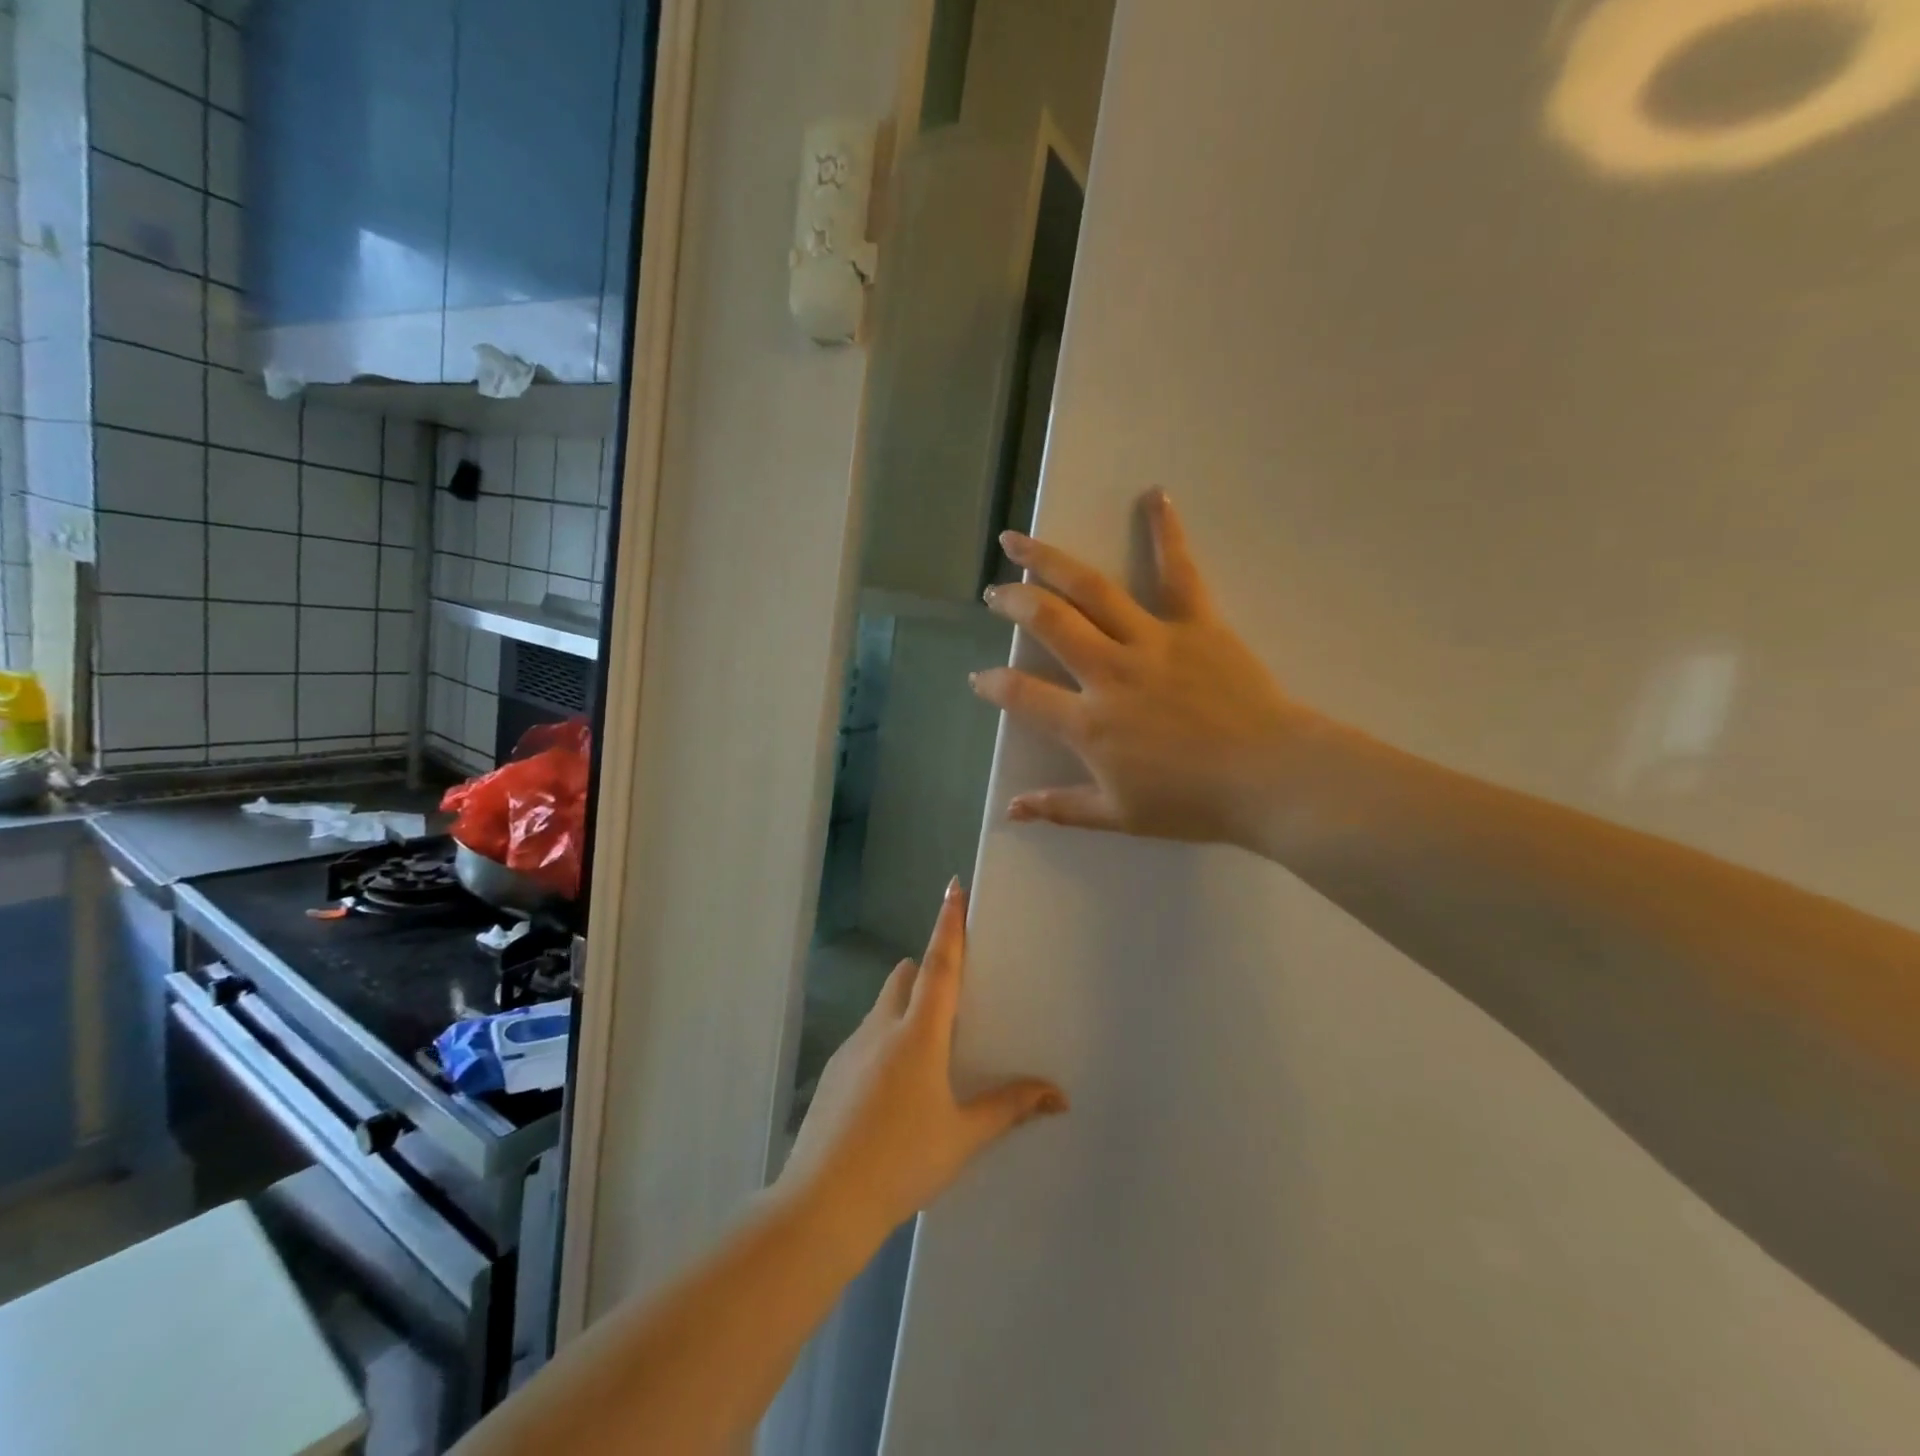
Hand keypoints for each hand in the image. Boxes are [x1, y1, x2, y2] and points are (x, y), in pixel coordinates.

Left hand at [778, 881, 1066, 1244]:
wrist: (823, 1203)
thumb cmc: (902, 1162)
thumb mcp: (962, 1136)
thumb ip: (1008, 1108)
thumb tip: (1057, 1095)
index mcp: (918, 1034)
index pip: (940, 964)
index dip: (949, 923)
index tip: (953, 887)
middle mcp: (882, 1028)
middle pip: (905, 977)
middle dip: (926, 972)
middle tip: (952, 1002)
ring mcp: (851, 1048)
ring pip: (883, 1007)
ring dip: (905, 1009)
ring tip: (928, 1056)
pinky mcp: (834, 1071)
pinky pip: (866, 1037)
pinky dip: (885, 1041)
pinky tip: (894, 1091)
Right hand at [970, 489, 1315, 849]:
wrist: (1269, 779)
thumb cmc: (1192, 803)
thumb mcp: (1118, 816)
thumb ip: (1061, 808)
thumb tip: (1011, 811)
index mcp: (1088, 722)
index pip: (1021, 694)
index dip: (992, 684)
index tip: (979, 677)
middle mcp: (1109, 671)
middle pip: (1047, 621)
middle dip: (1012, 602)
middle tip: (994, 594)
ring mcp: (1151, 641)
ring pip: (1090, 589)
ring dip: (1048, 560)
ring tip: (1017, 540)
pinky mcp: (1196, 623)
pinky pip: (1177, 572)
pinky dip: (1166, 532)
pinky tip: (1153, 495)